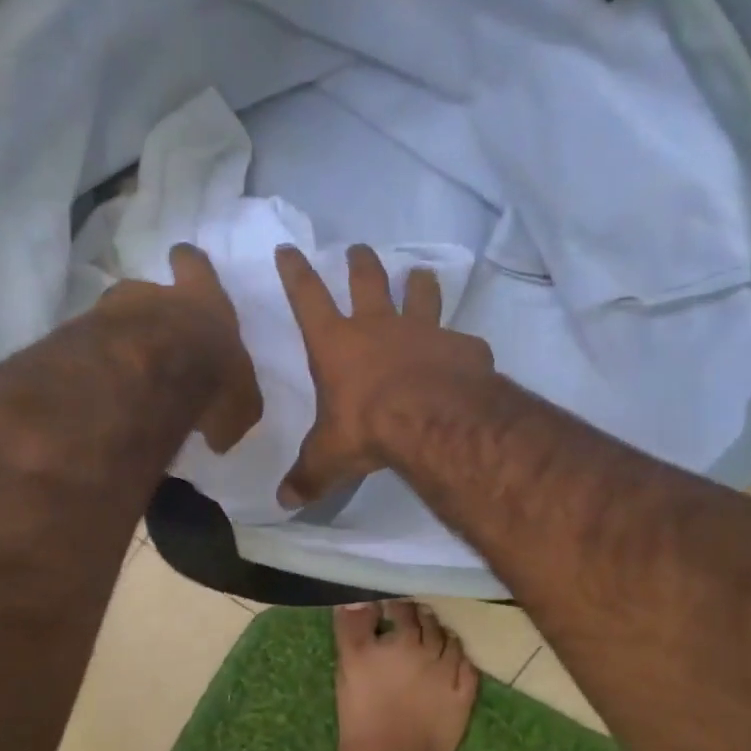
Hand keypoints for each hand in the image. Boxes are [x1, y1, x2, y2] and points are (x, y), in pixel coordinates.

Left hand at [104, 244, 262, 452]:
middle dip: (147, 307)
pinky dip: (94, 367)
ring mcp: (108, 313)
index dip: (189, 264)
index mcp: (203, 301)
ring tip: (122, 371)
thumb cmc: (209, 376)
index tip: (181, 259)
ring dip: (118, 339)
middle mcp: (153, 297)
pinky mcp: (75, 339)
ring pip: (112, 318)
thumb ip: (229, 412)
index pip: (195, 266)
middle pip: (144, 289)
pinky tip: (102, 393)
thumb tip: (217, 435)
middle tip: (152, 333)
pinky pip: (87, 350)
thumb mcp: (239, 405)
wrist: (145, 377)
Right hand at [276, 243, 493, 508]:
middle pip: (367, 280)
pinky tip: (465, 355)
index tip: (288, 249)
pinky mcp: (461, 346)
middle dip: (360, 263)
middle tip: (358, 250)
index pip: (307, 298)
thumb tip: (284, 502)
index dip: (295, 272)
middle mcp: (379, 326)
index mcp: (337, 344)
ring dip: (418, 283)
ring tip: (420, 275)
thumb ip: (309, 476)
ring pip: (420, 293)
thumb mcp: (330, 457)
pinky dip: (461, 345)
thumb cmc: (368, 428)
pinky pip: (462, 340)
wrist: (432, 421)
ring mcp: (424, 331)